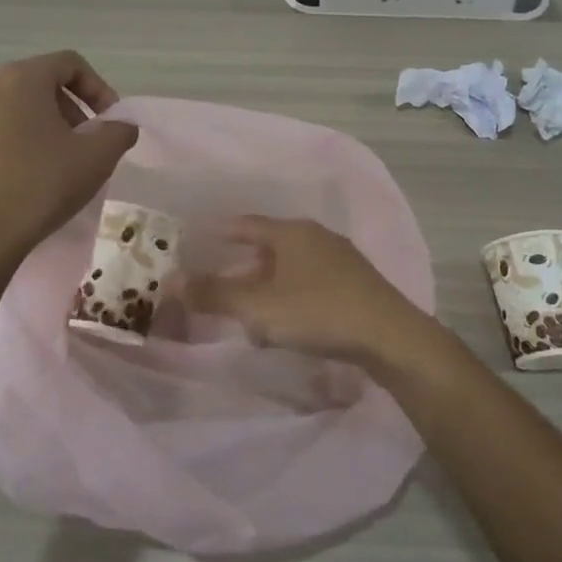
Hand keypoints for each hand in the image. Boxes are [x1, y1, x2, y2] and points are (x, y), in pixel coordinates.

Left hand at [0, 51, 138, 265]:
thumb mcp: (97, 157)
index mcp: (21, 78)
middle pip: (41, 84)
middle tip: (87, 143)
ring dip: (44, 126)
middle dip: (71, 109)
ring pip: (15, 108)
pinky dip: (16, 142)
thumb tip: (121, 125)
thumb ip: (119, 131)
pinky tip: (27, 176)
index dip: (99, 89)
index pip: (70, 64)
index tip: (110, 121)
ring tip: (59, 162)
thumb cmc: (41, 186)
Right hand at [179, 216, 431, 369]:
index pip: (246, 224)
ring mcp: (340, 260)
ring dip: (265, 289)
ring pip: (289, 269)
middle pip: (268, 247)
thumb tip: (170, 281)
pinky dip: (288, 299)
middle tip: (216, 286)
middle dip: (241, 269)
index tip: (196, 239)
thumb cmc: (319, 313)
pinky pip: (309, 284)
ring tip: (246, 315)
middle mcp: (317, 237)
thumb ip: (214, 294)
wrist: (391, 337)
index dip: (219, 232)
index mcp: (293, 232)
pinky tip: (284, 327)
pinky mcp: (355, 285)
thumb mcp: (259, 307)